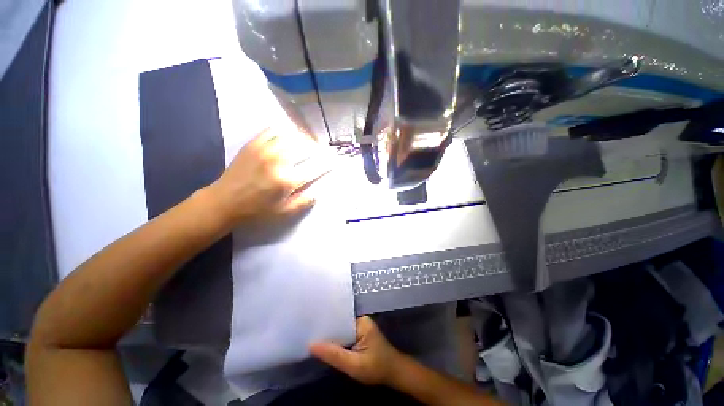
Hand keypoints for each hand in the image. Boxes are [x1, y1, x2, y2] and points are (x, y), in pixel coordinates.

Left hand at [207, 127, 331, 224]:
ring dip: (304, 138)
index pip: (315, 167)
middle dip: (318, 148)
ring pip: (292, 136)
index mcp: (288, 180)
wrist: (225, 201)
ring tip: (308, 142)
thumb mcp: (283, 212)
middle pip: (306, 148)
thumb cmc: (256, 210)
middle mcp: (279, 161)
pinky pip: (273, 130)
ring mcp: (265, 149)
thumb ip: (304, 202)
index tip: (334, 161)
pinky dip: (284, 130)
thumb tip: (318, 193)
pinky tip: (288, 135)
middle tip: (322, 150)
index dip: (327, 163)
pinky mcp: (254, 144)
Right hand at [310, 316, 400, 385]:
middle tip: (306, 332)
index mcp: (361, 321)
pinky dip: (336, 342)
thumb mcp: (354, 365)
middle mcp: (360, 321)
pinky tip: (325, 346)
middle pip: (339, 324)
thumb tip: (311, 345)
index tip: (309, 324)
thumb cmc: (377, 368)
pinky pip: (344, 336)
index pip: (339, 318)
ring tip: (311, 337)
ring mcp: (360, 328)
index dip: (325, 322)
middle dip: (326, 330)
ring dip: (330, 337)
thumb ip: (334, 355)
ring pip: (341, 331)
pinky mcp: (359, 336)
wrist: (395, 374)